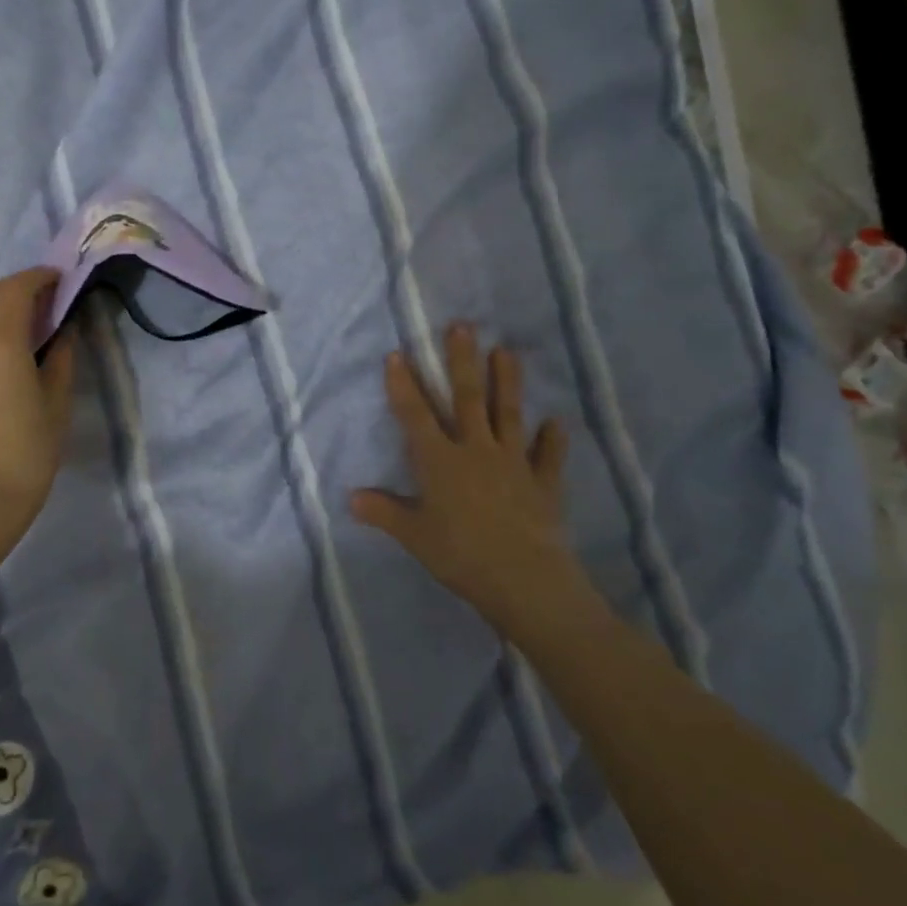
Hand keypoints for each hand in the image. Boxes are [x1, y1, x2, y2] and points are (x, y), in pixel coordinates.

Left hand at [0, 268, 76, 561]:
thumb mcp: (56, 407)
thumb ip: (61, 361)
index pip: (17, 289)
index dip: (39, 277)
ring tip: (15, 337)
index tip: (58, 280)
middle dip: (12, 288)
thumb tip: (63, 332)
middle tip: (39, 306)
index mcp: (2, 343)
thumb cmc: (25, 456)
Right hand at [351, 325, 599, 645]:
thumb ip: (384, 512)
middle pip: (467, 399)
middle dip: (462, 362)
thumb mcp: (415, 536)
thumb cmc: (461, 555)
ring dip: (507, 382)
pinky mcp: (543, 482)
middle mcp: (476, 450)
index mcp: (440, 462)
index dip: (404, 385)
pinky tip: (556, 422)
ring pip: (508, 414)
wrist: (524, 579)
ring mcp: (513, 463)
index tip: (398, 354)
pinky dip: (552, 439)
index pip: (416, 415)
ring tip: (506, 351)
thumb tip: (351, 497)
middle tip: (462, 327)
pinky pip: (548, 456)